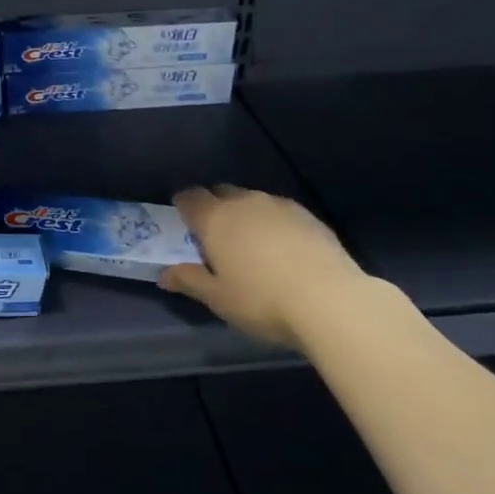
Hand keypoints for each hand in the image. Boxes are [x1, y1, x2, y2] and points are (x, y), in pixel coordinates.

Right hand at [158, 185, 366, 345]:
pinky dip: (272, 223)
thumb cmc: (261, 300)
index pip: (190, 197)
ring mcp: (279, 206)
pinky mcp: (308, 216)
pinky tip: (281, 247)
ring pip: (252, 201)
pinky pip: (279, 212)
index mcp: (215, 218)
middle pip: (221, 193)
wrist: (330, 300)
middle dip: (213, 206)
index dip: (183, 204)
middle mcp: (244, 202)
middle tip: (213, 233)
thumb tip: (164, 275)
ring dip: (244, 213)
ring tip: (249, 241)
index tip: (181, 216)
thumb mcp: (218, 298)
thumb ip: (189, 281)